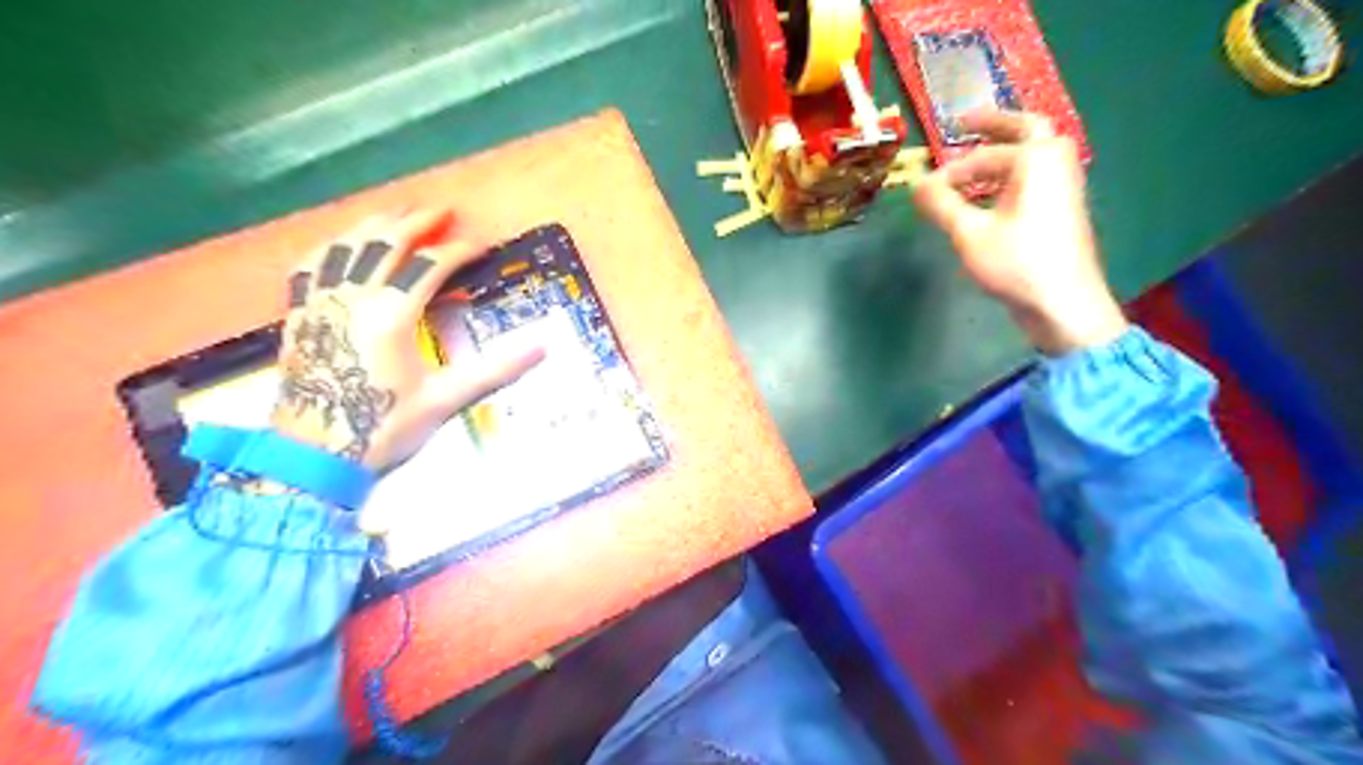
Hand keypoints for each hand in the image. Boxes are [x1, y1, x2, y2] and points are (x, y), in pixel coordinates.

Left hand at [268, 211, 546, 471]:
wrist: (313, 455)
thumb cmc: (384, 426)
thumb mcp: (446, 399)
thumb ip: (494, 370)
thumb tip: (542, 348)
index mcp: (391, 314)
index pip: (429, 266)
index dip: (458, 251)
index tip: (480, 245)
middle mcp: (353, 297)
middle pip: (384, 243)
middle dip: (415, 222)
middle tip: (440, 209)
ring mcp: (320, 303)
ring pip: (344, 247)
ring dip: (372, 225)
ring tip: (394, 213)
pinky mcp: (300, 316)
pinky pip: (309, 267)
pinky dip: (328, 248)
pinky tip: (337, 246)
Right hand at [913, 111, 1129, 355]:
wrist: (1064, 303)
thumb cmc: (1016, 263)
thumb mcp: (969, 233)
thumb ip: (941, 204)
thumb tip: (915, 185)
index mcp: (1036, 158)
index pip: (982, 156)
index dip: (949, 172)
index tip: (923, 190)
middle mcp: (1055, 161)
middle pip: (1024, 129)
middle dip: (992, 125)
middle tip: (965, 122)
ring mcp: (1064, 184)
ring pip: (1031, 154)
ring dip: (1002, 152)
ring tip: (971, 163)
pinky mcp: (1062, 207)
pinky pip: (1034, 176)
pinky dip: (1010, 174)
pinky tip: (990, 196)